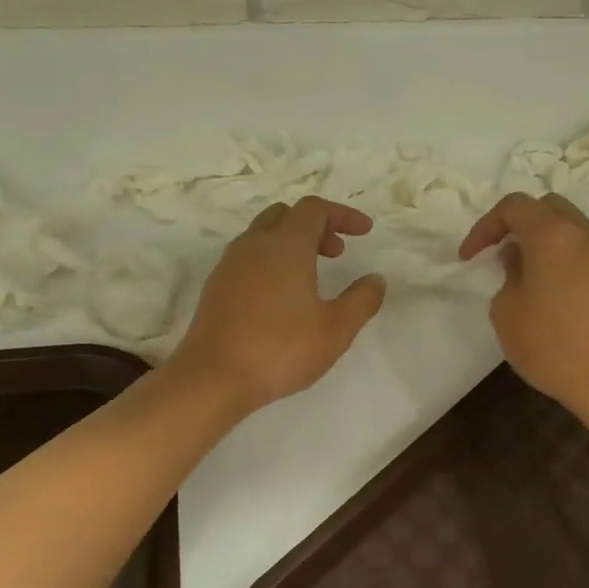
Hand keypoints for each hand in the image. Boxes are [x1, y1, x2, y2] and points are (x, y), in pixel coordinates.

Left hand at [169, 197, 386, 413]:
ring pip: (262, 236)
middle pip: (285, 215)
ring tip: (310, 276)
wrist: (213, 377)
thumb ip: (362, 300)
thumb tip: (375, 280)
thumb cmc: (280, 349)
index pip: (315, 210)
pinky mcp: (215, 288)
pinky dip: (270, 262)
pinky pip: (247, 259)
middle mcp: (254, 245)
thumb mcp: (336, 329)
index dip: (342, 215)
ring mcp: (229, 265)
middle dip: (315, 226)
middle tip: (336, 253)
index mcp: (285, 246)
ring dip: (290, 244)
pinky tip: (280, 297)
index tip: (364, 232)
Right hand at [459, 192, 588, 420]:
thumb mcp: (507, 312)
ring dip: (540, 240)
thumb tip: (520, 262)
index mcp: (552, 235)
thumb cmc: (551, 345)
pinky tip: (546, 289)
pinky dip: (560, 256)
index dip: (485, 226)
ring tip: (520, 273)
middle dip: (516, 224)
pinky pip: (581, 250)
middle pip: (546, 208)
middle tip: (497, 253)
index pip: (514, 207)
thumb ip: (507, 277)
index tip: (469, 257)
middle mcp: (583, 235)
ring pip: (568, 228)